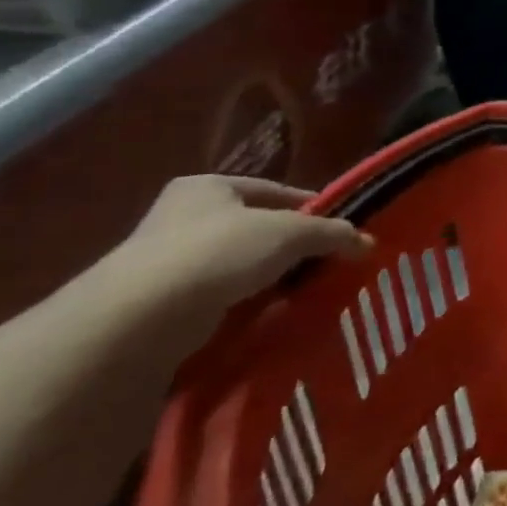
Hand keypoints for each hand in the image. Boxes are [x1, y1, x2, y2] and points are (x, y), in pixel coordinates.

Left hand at [109, 176, 371, 317]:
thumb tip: (368, 242)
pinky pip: (215, 299)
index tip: (337, 230)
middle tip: (323, 263)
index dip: (309, 208)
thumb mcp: (291, 234)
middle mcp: (180, 217)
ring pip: (235, 265)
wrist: (138, 319)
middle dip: (287, 247)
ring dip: (264, 278)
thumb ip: (332, 233)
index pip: (273, 191)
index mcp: (207, 186)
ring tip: (300, 293)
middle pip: (253, 228)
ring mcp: (163, 262)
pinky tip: (265, 316)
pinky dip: (240, 306)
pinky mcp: (155, 305)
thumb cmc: (218, 252)